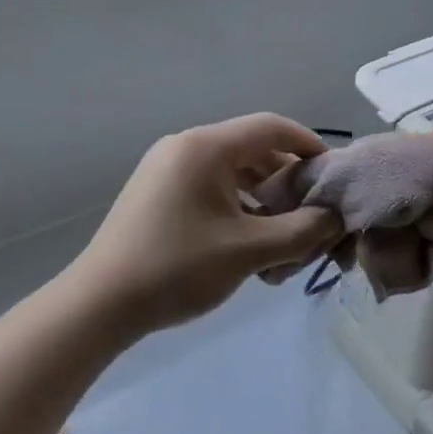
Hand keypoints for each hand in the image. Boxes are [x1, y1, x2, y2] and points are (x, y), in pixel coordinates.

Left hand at [68, 114, 342, 337]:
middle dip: (287, 180)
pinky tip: (248, 241)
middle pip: (253, 149)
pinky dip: (236, 205)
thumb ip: (302, 231)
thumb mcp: (249, 251)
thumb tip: (334, 219)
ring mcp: (167, 168)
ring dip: (263, 197)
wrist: (98, 306)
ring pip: (232, 171)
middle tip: (311, 212)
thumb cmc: (177, 268)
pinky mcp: (156, 191)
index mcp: (207, 147)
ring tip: (282, 235)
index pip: (272, 127)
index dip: (309, 144)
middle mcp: (186, 146)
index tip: (332, 174)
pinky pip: (210, 186)